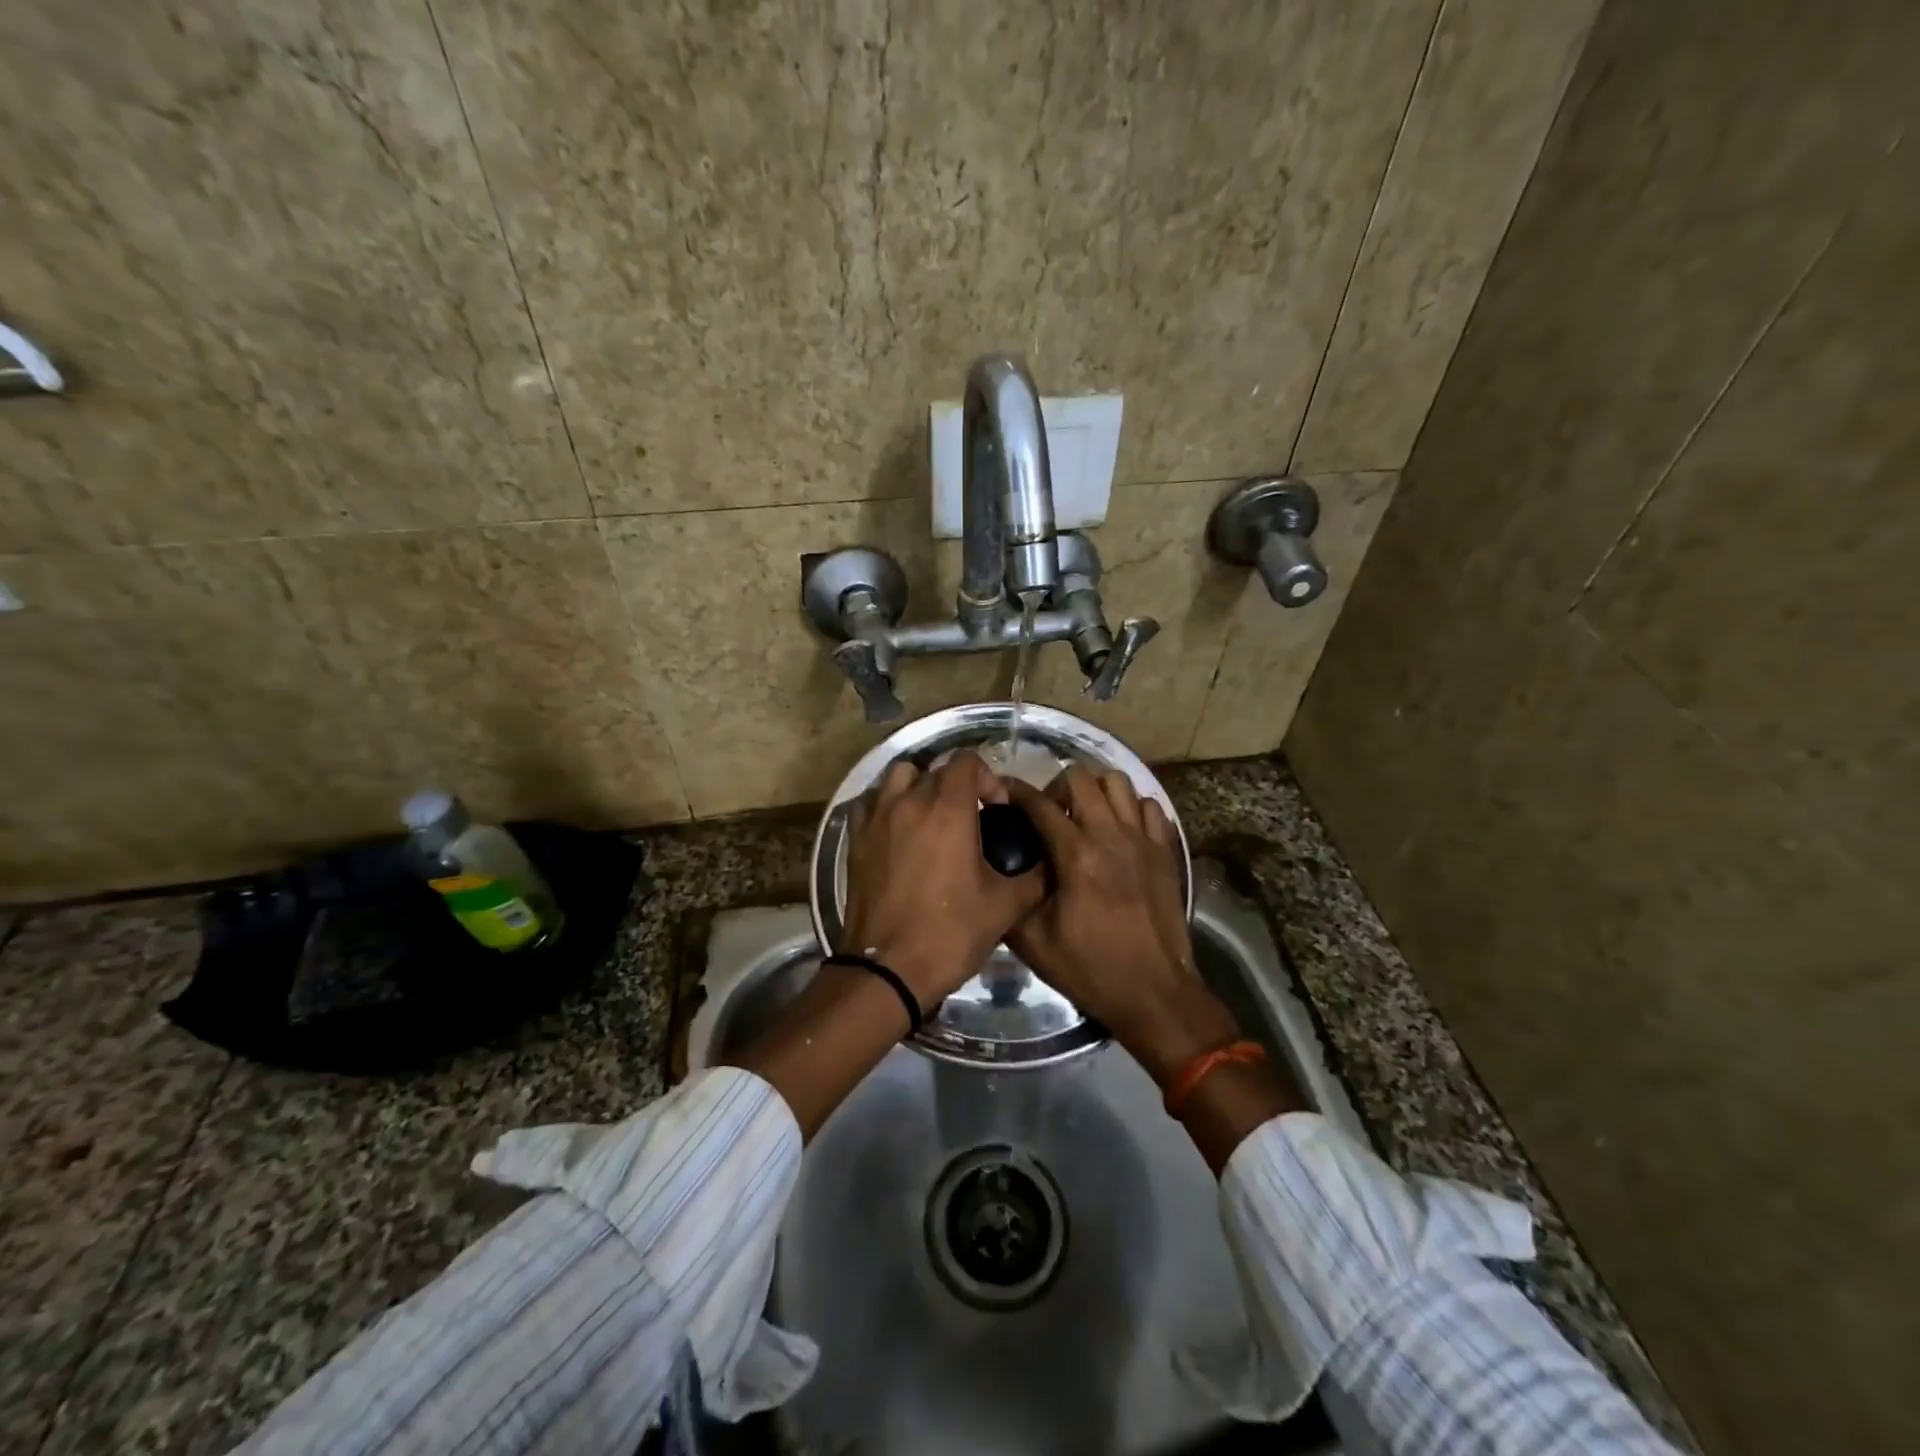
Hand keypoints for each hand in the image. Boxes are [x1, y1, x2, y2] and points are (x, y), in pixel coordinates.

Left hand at [841, 752, 1046, 1007]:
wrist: (889, 969)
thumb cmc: (951, 933)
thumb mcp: (1005, 906)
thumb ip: (1035, 877)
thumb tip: (1050, 862)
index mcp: (948, 809)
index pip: (966, 761)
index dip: (987, 778)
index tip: (996, 810)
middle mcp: (909, 802)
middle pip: (935, 769)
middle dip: (957, 785)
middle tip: (971, 819)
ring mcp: (877, 819)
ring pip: (898, 776)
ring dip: (918, 786)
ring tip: (931, 816)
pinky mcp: (856, 839)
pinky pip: (870, 802)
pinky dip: (886, 804)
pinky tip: (898, 829)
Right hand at [1006, 769, 1239, 1084]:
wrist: (1154, 992)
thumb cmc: (1091, 969)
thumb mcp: (1034, 943)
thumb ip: (1013, 898)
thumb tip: (998, 869)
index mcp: (1076, 855)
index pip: (1040, 804)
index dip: (1016, 790)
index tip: (1003, 789)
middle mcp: (1111, 835)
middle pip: (1081, 778)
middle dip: (1057, 787)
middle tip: (1049, 812)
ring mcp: (1144, 840)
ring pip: (1119, 782)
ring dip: (1096, 790)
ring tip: (1085, 814)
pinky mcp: (1167, 851)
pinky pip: (1150, 806)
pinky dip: (1132, 808)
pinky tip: (1120, 829)